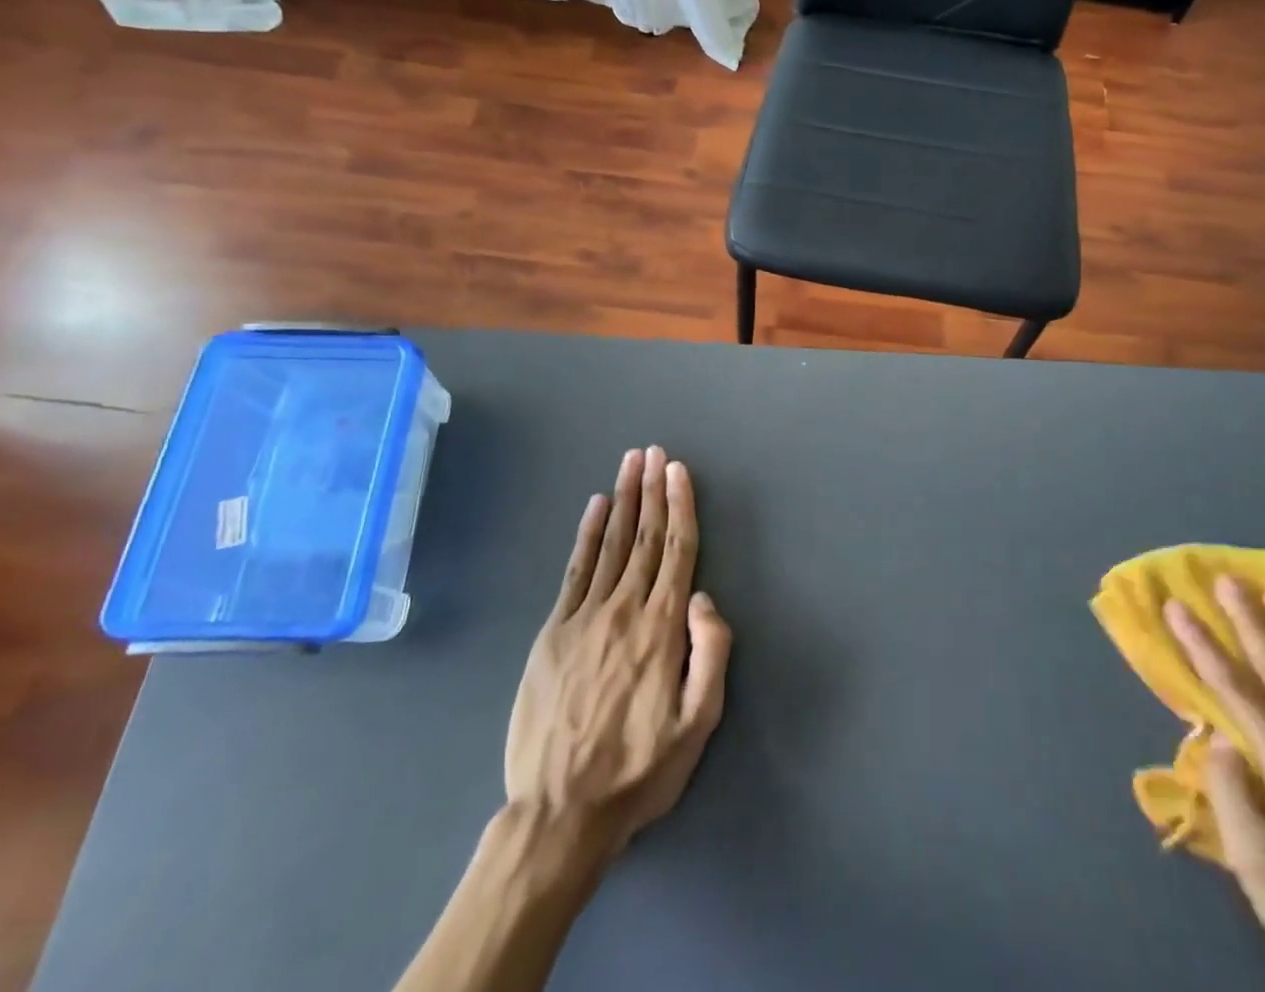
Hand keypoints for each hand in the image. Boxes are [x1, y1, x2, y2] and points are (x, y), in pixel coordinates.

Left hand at [504, 446, 731, 860]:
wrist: (559, 813)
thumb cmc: (640, 771)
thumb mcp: (699, 725)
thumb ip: (712, 654)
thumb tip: (704, 597)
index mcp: (662, 629)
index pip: (677, 551)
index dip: (679, 507)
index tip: (678, 471)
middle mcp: (625, 610)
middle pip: (644, 537)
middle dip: (651, 490)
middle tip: (654, 451)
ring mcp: (584, 617)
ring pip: (611, 544)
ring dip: (623, 499)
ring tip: (630, 463)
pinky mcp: (553, 632)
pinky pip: (575, 570)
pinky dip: (587, 534)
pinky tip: (595, 507)